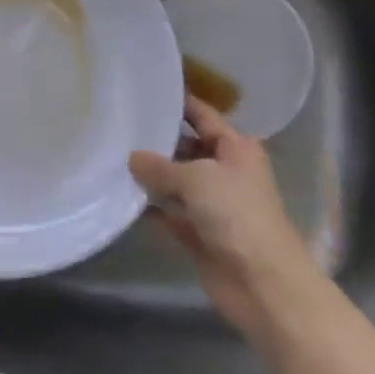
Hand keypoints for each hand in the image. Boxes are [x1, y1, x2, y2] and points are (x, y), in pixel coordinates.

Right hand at [130, 96, 320, 337]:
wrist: (263, 283)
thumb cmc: (237, 214)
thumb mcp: (197, 178)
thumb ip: (161, 166)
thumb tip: (133, 157)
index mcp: (236, 148)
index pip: (203, 116)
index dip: (178, 102)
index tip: (146, 90)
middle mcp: (225, 171)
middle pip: (186, 147)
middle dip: (156, 140)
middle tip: (118, 124)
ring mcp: (212, 204)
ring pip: (175, 181)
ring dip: (150, 175)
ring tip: (111, 156)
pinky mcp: (199, 233)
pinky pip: (169, 213)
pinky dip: (150, 208)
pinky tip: (121, 197)